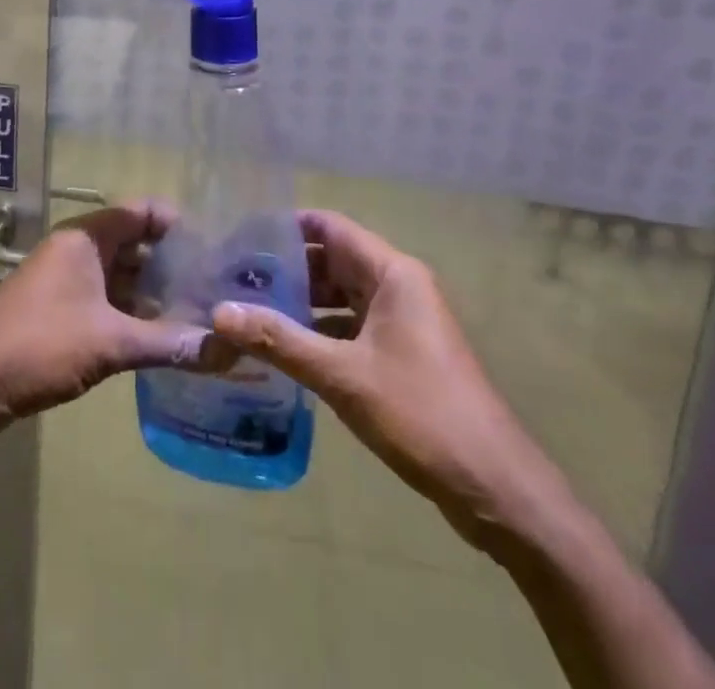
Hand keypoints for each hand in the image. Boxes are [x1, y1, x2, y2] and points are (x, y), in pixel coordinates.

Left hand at [0, 200, 219, 445]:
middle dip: (175, 266)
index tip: (217, 248)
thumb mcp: (108, 342)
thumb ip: (166, 343)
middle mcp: (79, 253)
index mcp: (87, 238)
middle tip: (219, 290)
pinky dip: (135, 319)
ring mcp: (68, 285)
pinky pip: (109, 308)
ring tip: (203, 317)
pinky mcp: (62, 317)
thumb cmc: (37, 344)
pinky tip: (166, 343)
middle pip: (136, 246)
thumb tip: (224, 349)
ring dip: (157, 297)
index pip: (142, 212)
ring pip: (124, 280)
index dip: (179, 224)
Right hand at [212, 210, 558, 547]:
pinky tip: (284, 352)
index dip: (285, 226)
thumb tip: (219, 313)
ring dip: (299, 304)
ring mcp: (402, 322)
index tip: (240, 238)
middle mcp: (398, 286)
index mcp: (392, 273)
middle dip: (285, 269)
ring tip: (248, 313)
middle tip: (233, 280)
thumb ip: (280, 340)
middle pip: (332, 260)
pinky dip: (319, 332)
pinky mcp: (402, 354)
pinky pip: (351, 327)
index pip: (329, 226)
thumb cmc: (421, 413)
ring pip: (340, 297)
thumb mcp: (342, 375)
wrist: (496, 488)